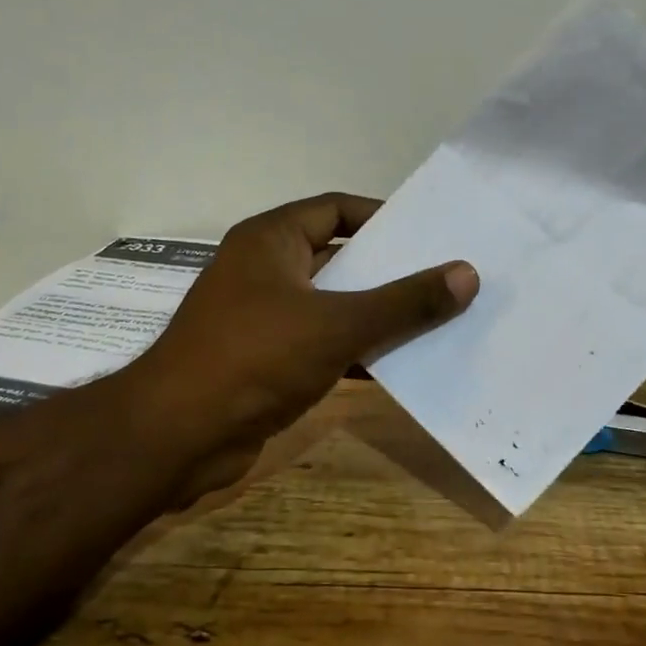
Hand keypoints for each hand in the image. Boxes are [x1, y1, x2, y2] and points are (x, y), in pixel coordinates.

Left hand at [131, 192, 477, 502]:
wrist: (178, 437)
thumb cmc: (255, 358)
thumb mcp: (338, 324)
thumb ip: (404, 301)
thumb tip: (467, 274)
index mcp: (270, 241)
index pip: (336, 209)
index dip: (383, 217)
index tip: (430, 234)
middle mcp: (264, 271)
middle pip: (339, 258)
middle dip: (389, 271)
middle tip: (445, 278)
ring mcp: (262, 319)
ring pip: (333, 306)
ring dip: (377, 315)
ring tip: (437, 321)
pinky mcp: (265, 362)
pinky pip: (322, 345)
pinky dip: (356, 352)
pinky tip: (400, 366)